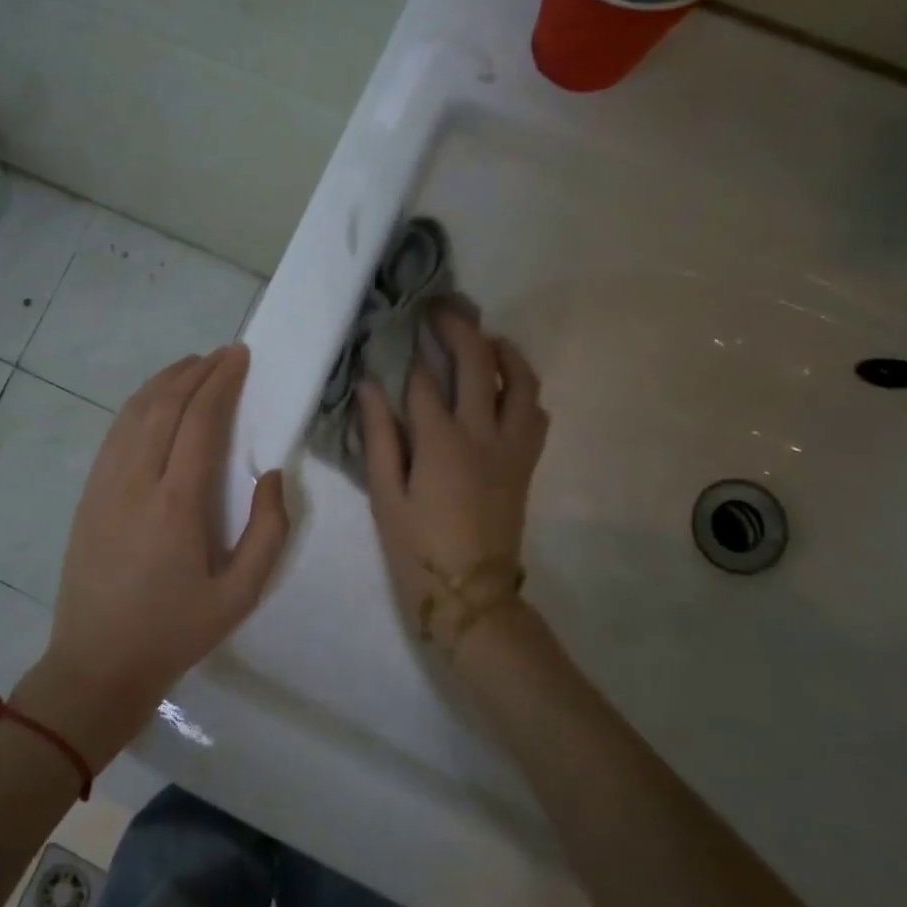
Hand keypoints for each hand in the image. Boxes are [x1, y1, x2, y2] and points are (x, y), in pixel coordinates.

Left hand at [19, 345, 289, 766]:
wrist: (97, 664)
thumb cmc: (175, 631)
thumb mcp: (241, 595)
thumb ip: (269, 532)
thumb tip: (272, 476)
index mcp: (176, 503)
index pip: (200, 420)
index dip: (221, 381)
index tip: (240, 357)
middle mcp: (136, 481)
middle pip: (165, 404)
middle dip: (196, 371)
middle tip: (224, 355)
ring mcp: (105, 484)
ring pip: (134, 412)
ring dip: (165, 381)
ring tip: (193, 365)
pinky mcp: (89, 494)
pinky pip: (115, 433)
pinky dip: (138, 404)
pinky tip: (154, 400)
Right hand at [356, 309, 549, 646]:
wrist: (473, 597)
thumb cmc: (418, 550)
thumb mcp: (386, 497)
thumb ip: (379, 438)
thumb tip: (369, 386)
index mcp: (441, 443)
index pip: (425, 381)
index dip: (410, 354)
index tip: (399, 331)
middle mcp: (484, 434)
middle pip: (478, 363)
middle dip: (458, 328)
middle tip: (440, 309)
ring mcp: (512, 447)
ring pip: (521, 382)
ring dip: (504, 352)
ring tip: (485, 339)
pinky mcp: (526, 463)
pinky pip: (536, 413)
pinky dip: (523, 389)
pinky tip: (506, 388)